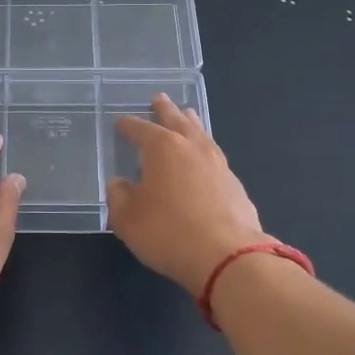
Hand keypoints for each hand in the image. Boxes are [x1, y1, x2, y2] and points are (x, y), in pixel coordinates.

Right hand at [108, 94, 269, 294]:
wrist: (227, 256)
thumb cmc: (168, 232)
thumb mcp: (127, 218)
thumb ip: (119, 196)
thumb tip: (119, 183)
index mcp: (162, 147)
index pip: (140, 129)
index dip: (128, 126)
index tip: (120, 123)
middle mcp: (191, 147)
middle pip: (176, 121)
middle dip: (165, 111)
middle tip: (160, 99)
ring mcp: (217, 164)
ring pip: (200, 134)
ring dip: (190, 124)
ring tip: (187, 116)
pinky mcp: (235, 184)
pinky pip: (214, 156)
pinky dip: (204, 150)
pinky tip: (204, 159)